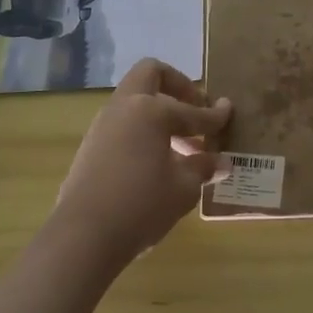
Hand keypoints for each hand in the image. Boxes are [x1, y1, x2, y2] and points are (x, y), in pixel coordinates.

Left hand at [51, 58, 232, 266]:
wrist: (82, 237)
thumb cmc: (141, 205)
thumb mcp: (183, 188)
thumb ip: (203, 167)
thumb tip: (220, 162)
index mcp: (150, 110)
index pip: (192, 110)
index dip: (214, 115)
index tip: (230, 112)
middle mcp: (124, 107)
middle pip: (151, 74)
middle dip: (178, 86)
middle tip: (196, 109)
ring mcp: (103, 125)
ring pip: (135, 101)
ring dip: (160, 113)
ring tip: (183, 145)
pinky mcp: (91, 147)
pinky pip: (124, 124)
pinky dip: (144, 131)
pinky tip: (158, 161)